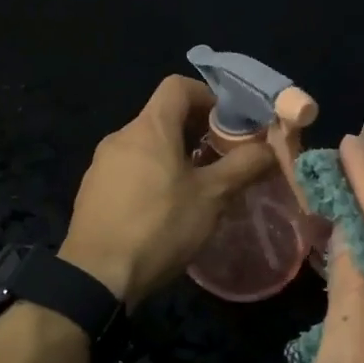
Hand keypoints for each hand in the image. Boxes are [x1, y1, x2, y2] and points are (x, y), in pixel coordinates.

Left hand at [59, 76, 274, 308]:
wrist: (97, 275)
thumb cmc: (160, 227)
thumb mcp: (212, 197)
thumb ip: (244, 166)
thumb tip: (271, 148)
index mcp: (149, 128)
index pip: (178, 87)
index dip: (208, 96)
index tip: (229, 123)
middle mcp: (121, 136)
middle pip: (162, 117)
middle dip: (196, 131)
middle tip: (222, 159)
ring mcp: (101, 164)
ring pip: (146, 146)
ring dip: (174, 156)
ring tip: (197, 188)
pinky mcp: (92, 191)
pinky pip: (129, 170)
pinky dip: (152, 176)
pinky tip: (164, 210)